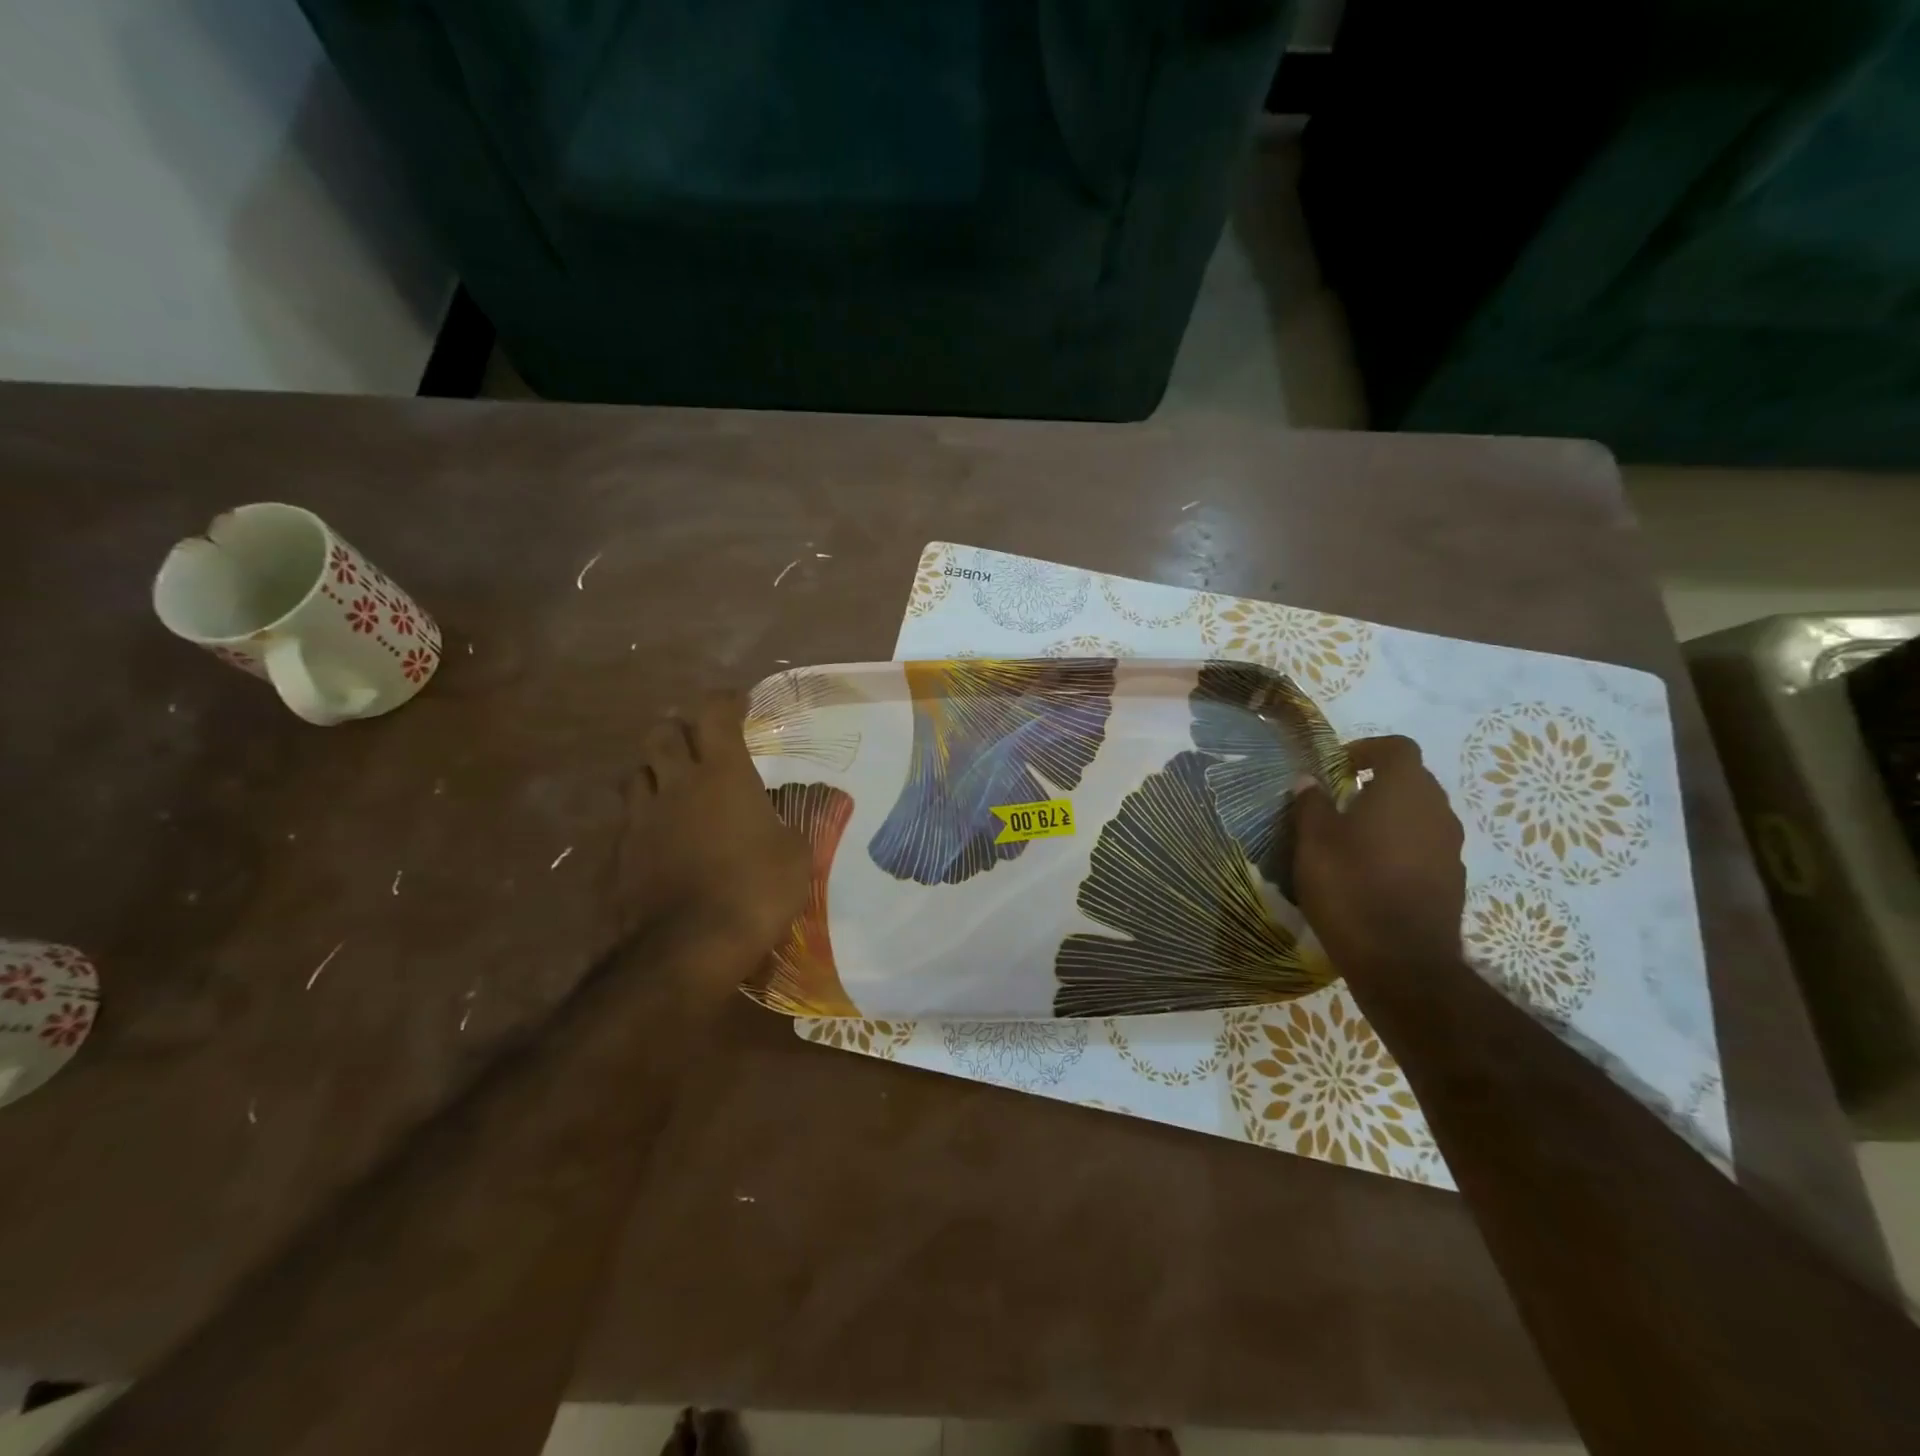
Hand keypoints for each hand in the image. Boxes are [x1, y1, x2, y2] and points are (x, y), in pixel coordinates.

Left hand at [613, 690, 808, 965]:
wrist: (690, 945)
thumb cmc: (756, 890)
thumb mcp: (795, 855)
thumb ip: (787, 826)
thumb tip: (781, 821)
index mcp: (724, 774)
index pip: (715, 714)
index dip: (726, 701)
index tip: (739, 702)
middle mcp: (678, 784)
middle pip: (662, 733)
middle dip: (680, 730)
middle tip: (701, 745)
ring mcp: (643, 817)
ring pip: (638, 772)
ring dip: (657, 770)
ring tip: (676, 786)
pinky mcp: (623, 852)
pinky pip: (630, 818)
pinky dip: (646, 815)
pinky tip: (662, 834)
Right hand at [1292, 735, 1466, 984]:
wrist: (1402, 962)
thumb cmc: (1350, 887)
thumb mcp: (1313, 842)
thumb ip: (1311, 804)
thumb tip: (1308, 781)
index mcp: (1404, 791)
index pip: (1397, 747)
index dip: (1367, 749)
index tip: (1337, 766)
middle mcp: (1437, 811)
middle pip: (1412, 780)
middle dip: (1377, 783)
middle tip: (1339, 802)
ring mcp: (1450, 848)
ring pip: (1420, 815)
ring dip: (1390, 817)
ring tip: (1353, 839)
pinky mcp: (1452, 880)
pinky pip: (1425, 847)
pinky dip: (1401, 847)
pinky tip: (1372, 872)